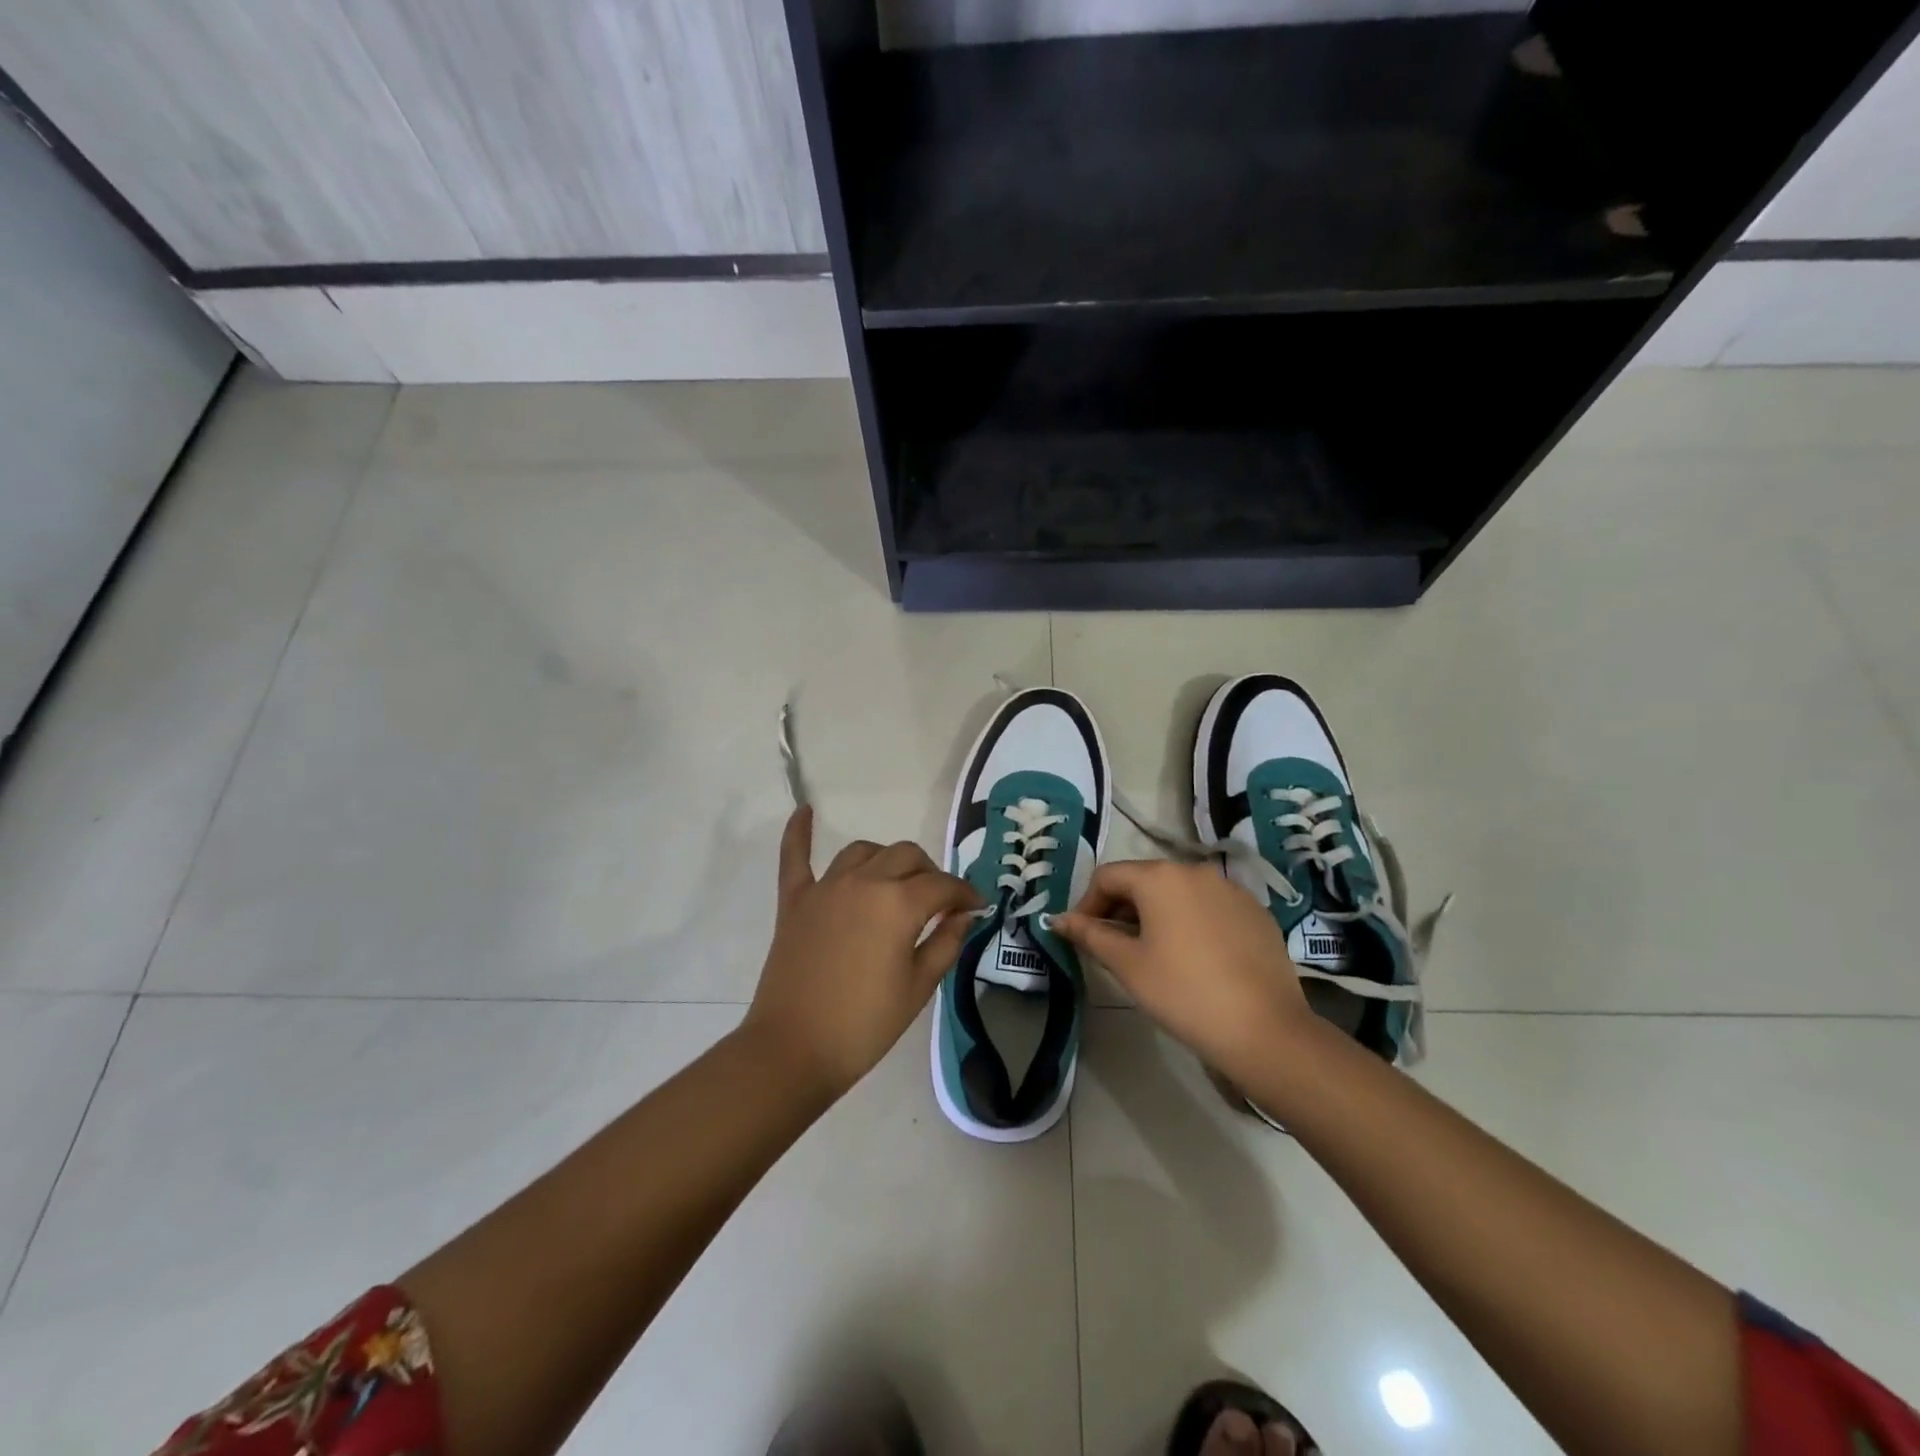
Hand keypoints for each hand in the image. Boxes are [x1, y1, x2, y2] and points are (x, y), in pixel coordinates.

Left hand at [741, 807, 983, 1101]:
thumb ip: (946, 942)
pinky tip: (805, 810)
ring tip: (896, 883)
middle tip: (938, 903)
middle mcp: (864, 881)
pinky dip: (799, 832)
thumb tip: (965, 914)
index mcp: (899, 903)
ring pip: (864, 852)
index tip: (977, 906)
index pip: (943, 885)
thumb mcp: (919, 987)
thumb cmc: (865, 1025)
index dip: (965, 894)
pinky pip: (796, 857)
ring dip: (886, 860)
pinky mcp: (795, 901)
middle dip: (930, 874)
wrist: (794, 1050)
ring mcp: (825, 888)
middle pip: (906, 856)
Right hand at [1052, 860, 1315, 1081]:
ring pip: (1177, 893)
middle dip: (1120, 909)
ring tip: (1152, 954)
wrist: (1264, 1029)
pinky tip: (1193, 959)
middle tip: (1112, 949)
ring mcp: (1230, 889)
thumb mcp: (1127, 965)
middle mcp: (1195, 870)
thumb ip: (1089, 934)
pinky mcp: (1255, 912)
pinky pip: (1208, 907)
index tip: (1082, 938)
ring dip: (1155, 915)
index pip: (1108, 877)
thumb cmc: (1183, 992)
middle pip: (1143, 880)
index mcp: (1160, 876)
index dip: (1086, 904)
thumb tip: (1058, 919)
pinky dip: (1189, 922)